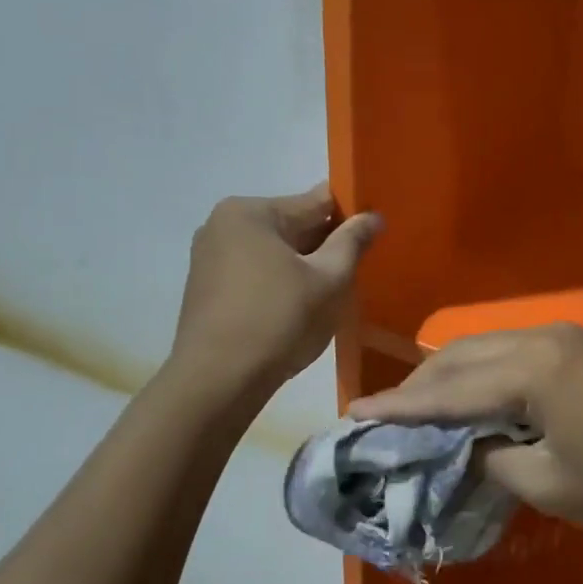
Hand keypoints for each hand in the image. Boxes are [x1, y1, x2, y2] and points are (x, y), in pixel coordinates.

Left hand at [167, 184, 379, 396]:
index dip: (352, 215)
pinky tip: (299, 306)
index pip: (317, 201)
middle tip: (358, 269)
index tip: (375, 234)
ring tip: (332, 291)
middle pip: (294, 224)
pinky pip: (256, 270)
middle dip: (327, 244)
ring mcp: (210, 255)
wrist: (218, 382)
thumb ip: (353, 242)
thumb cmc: (278, 321)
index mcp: (251, 212)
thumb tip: (373, 216)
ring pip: (276, 250)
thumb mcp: (329, 279)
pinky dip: (281, 280)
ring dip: (305, 265)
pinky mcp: (207, 285)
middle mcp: (224, 224)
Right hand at [349, 323, 582, 527]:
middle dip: (420, 385)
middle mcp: (541, 339)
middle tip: (384, 415)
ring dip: (453, 377)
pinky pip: (516, 355)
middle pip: (462, 357)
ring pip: (489, 350)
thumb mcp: (554, 484)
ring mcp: (566, 339)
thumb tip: (471, 448)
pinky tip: (477, 401)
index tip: (354, 413)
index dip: (399, 406)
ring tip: (422, 410)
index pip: (447, 390)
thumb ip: (496, 461)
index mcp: (529, 369)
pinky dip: (486, 376)